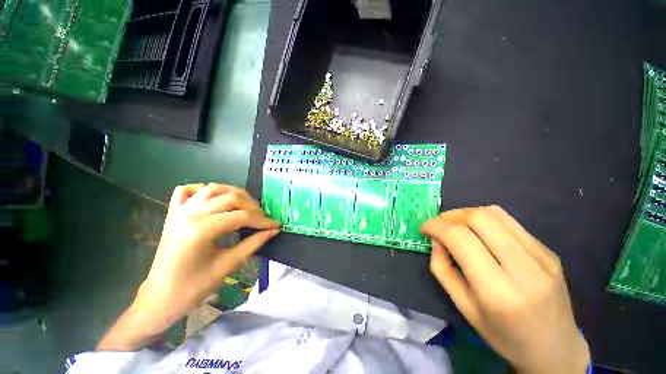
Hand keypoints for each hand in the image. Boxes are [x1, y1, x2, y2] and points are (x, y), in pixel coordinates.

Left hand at [97, 183, 279, 350]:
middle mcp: (189, 212)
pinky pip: (186, 191)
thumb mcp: (224, 268)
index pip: (238, 216)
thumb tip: (271, 232)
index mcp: (201, 229)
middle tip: (263, 218)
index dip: (260, 220)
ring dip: (230, 194)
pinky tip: (212, 199)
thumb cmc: (193, 288)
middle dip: (249, 205)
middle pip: (226, 197)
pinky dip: (201, 190)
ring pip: (209, 189)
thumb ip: (249, 246)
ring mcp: (178, 209)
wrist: (164, 294)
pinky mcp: (172, 212)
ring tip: (245, 206)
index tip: (276, 224)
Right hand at [421, 206, 589, 373]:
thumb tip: (438, 244)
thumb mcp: (471, 317)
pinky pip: (516, 227)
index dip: (438, 227)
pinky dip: (494, 224)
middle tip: (440, 225)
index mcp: (498, 293)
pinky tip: (487, 236)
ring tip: (459, 225)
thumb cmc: (506, 340)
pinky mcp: (549, 250)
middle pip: (482, 218)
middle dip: (454, 214)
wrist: (551, 344)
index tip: (425, 228)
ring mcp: (540, 254)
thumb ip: (449, 278)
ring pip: (501, 215)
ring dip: (473, 214)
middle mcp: (522, 267)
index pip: (463, 241)